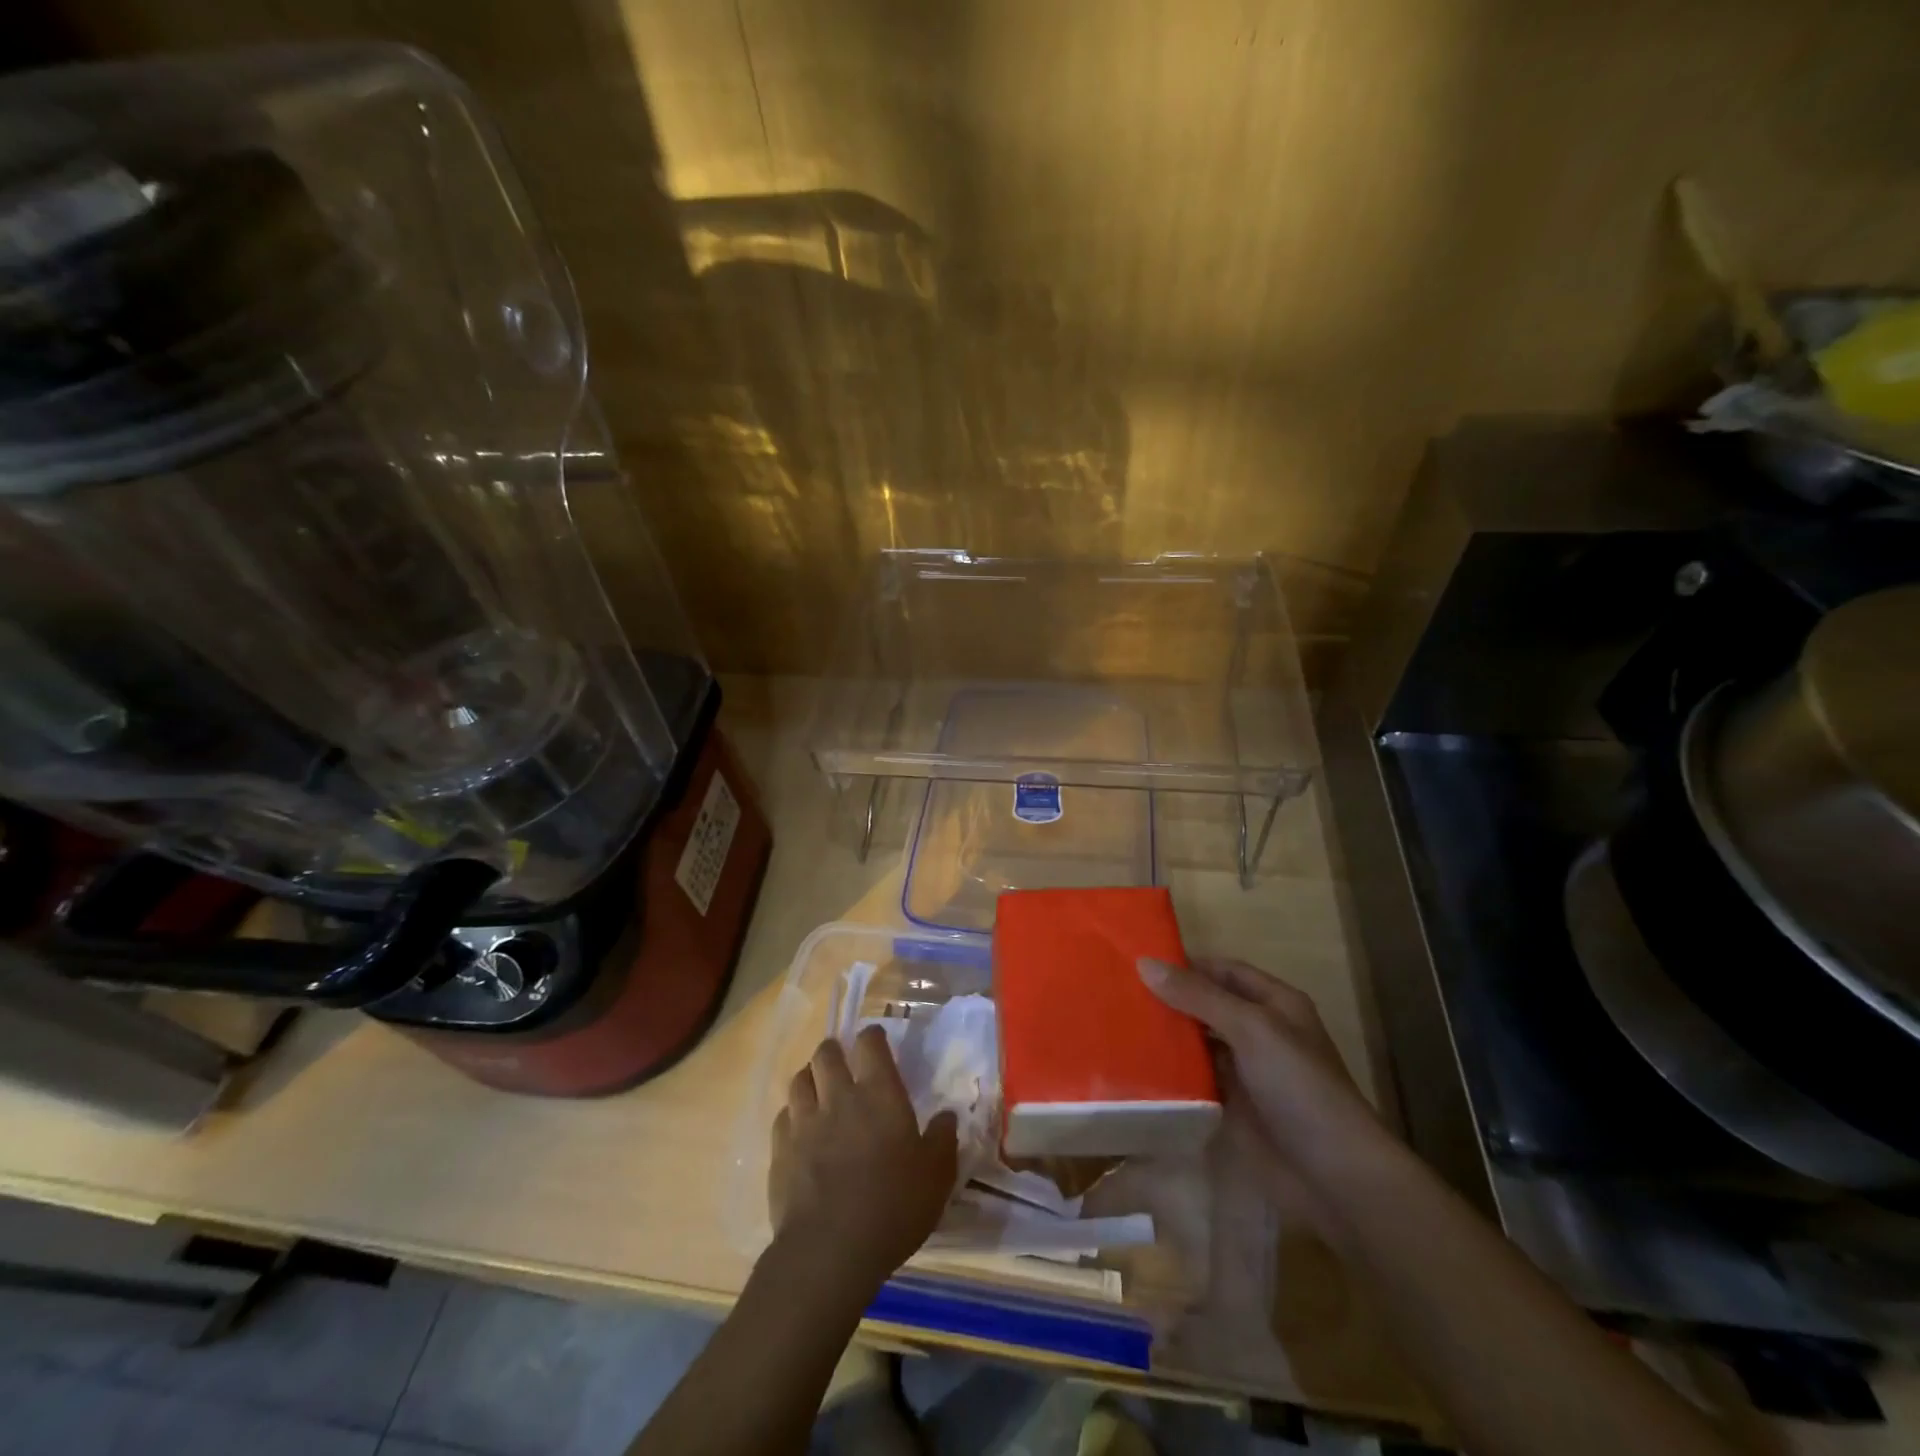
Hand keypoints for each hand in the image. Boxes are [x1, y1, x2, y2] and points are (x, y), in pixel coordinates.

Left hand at [769, 1025, 958, 1300]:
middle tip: (843, 1063)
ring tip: (818, 1090)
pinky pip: (783, 1116)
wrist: (829, 1250)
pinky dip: (792, 1115)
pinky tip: (800, 1129)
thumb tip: (947, 1116)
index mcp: (879, 1094)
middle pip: (826, 1053)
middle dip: (834, 1051)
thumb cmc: (892, 1207)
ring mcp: (804, 1122)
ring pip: (799, 1079)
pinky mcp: (780, 1150)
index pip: (870, 1043)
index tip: (876, 1042)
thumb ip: (942, 1140)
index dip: (872, 1037)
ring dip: (810, 1078)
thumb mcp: (936, 1177)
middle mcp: (838, 1097)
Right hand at [1138, 956, 1386, 1184]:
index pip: (1223, 970)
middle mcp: (1260, 1032)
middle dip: (1169, 999)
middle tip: (1118, 992)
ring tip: (1116, 1023)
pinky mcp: (1232, 1107)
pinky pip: (1195, 1080)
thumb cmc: (1299, 1087)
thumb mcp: (1251, 1029)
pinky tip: (1134, 1066)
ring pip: (1198, 1043)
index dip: (1186, 964)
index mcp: (1275, 1004)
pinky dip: (1170, 1072)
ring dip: (1166, 1035)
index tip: (1138, 961)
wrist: (1333, 1177)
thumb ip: (1198, 996)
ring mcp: (1246, 1071)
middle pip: (1207, 1005)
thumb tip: (1144, 962)